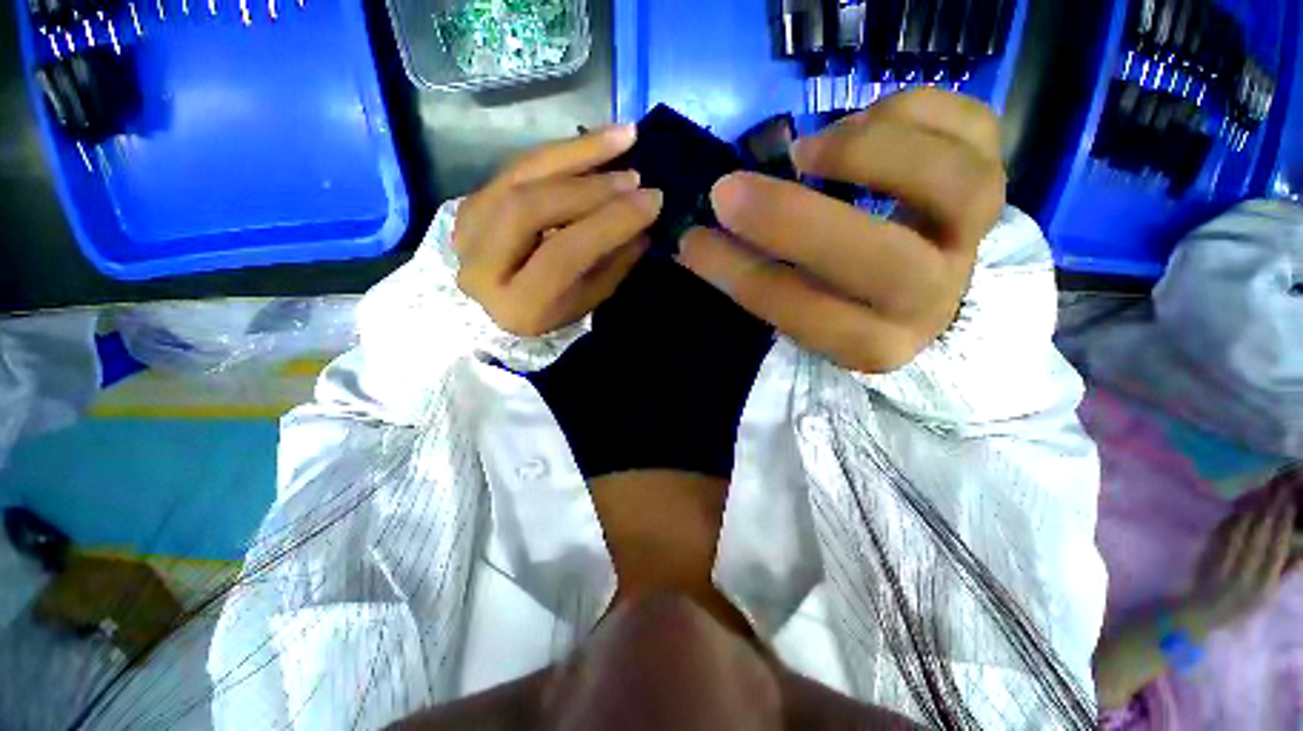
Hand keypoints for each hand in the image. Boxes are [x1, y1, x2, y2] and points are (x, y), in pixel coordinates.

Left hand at [454, 126, 664, 336]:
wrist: (496, 306)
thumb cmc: (552, 311)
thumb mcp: (588, 299)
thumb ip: (613, 263)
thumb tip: (644, 221)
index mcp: (518, 305)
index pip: (564, 254)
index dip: (609, 223)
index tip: (652, 200)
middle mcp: (482, 266)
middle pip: (533, 207)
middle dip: (591, 186)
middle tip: (635, 176)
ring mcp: (469, 227)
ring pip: (521, 174)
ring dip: (578, 152)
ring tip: (624, 137)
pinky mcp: (471, 201)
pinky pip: (519, 164)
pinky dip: (561, 150)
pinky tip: (596, 140)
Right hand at [677, 89, 1004, 373]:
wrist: (924, 286)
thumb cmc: (845, 300)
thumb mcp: (800, 308)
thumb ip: (757, 277)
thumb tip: (700, 238)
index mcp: (872, 344)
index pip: (802, 311)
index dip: (738, 273)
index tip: (691, 240)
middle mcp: (931, 300)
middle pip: (884, 262)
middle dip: (794, 221)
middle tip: (729, 190)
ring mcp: (973, 239)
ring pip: (959, 188)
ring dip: (868, 154)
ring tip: (808, 149)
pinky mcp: (997, 183)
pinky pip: (977, 129)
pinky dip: (912, 110)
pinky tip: (863, 121)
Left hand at [1184, 471, 1300, 633]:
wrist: (1203, 612)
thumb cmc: (1242, 606)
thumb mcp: (1269, 594)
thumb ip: (1285, 572)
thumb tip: (1302, 548)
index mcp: (1264, 582)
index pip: (1277, 546)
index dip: (1284, 523)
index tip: (1291, 504)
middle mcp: (1246, 571)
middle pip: (1260, 533)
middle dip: (1271, 509)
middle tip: (1280, 489)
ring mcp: (1226, 563)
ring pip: (1242, 529)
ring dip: (1254, 509)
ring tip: (1264, 493)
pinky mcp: (1209, 557)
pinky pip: (1223, 532)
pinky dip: (1234, 519)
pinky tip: (1242, 508)